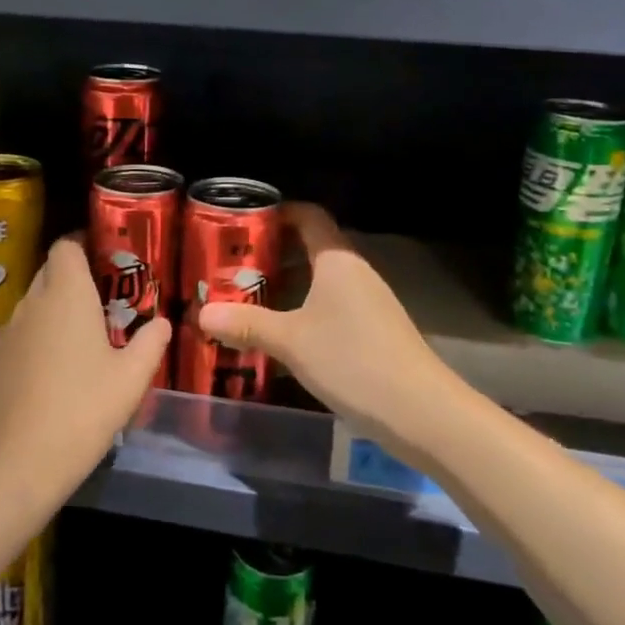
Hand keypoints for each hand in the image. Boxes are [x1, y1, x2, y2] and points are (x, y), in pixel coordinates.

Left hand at [0, 238, 170, 504]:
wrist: (15, 465)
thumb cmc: (82, 411)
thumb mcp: (131, 379)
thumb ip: (151, 343)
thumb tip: (162, 322)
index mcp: (66, 295)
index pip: (66, 246)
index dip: (83, 245)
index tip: (104, 260)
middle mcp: (31, 303)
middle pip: (49, 273)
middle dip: (73, 281)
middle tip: (102, 305)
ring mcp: (5, 334)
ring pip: (32, 307)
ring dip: (53, 315)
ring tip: (79, 345)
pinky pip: (17, 339)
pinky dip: (34, 344)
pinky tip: (49, 378)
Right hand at [197, 203, 460, 444]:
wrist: (422, 411)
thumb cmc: (352, 360)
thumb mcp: (291, 342)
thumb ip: (247, 325)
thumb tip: (202, 314)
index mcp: (336, 259)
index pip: (309, 216)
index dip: (279, 212)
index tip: (244, 221)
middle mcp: (355, 271)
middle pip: (312, 247)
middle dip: (274, 253)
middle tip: (234, 266)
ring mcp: (369, 301)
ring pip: (322, 279)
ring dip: (288, 284)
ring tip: (250, 298)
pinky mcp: (375, 329)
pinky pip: (333, 304)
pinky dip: (306, 308)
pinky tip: (285, 333)